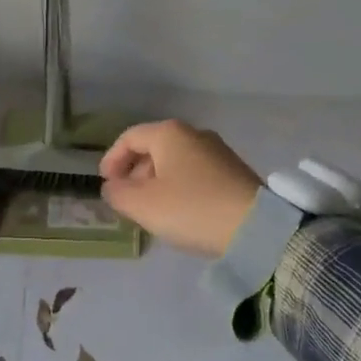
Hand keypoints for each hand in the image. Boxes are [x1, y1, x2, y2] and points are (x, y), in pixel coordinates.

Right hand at [98, 120, 260, 258]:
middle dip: (135, 172)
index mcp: (169, 133)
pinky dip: (179, 186)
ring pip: (175, 161)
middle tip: (126, 198)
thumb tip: (112, 187)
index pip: (130, 137)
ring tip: (152, 209)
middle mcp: (194, 133)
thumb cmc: (191, 208)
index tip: (105, 183)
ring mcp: (218, 151)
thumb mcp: (143, 205)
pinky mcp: (234, 170)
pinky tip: (180, 211)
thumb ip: (118, 194)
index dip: (112, 159)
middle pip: (154, 147)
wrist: (255, 227)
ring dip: (157, 181)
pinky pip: (195, 172)